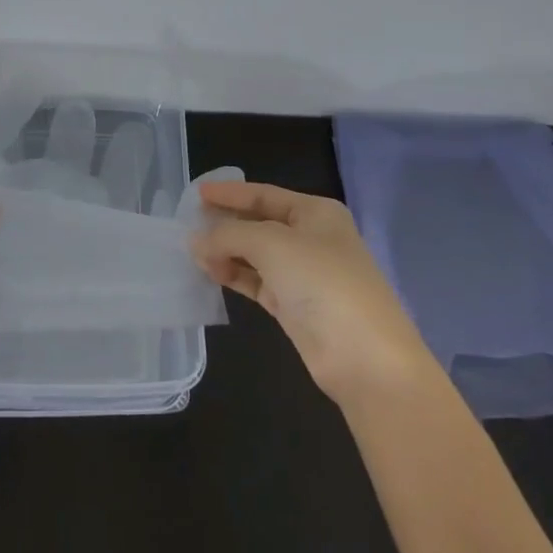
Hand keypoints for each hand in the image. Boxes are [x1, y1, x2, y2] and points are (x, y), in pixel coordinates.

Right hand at [192, 179, 434, 405]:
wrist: (365, 358)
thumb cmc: (322, 283)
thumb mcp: (272, 245)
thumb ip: (230, 235)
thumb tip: (197, 240)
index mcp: (316, 213)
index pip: (265, 194)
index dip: (230, 193)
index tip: (196, 193)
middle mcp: (311, 238)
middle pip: (259, 223)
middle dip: (226, 224)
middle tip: (187, 224)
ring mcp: (303, 274)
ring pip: (255, 254)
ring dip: (226, 251)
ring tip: (192, 253)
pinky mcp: (294, 306)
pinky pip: (257, 281)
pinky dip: (234, 275)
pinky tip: (210, 273)